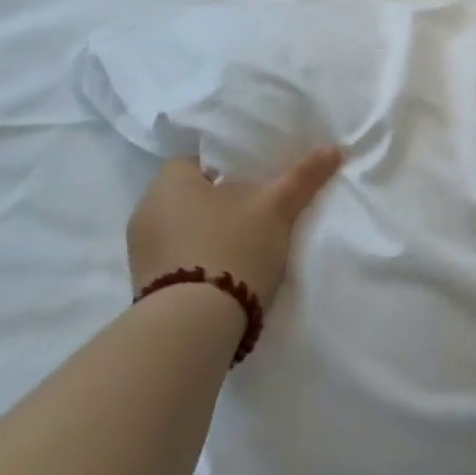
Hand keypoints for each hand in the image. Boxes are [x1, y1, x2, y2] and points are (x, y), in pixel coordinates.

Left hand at [128, 148, 342, 312]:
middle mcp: (146, 210)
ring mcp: (142, 251)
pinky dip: (203, 259)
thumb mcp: (276, 208)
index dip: (229, 166)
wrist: (195, 324)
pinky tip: (231, 270)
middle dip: (223, 201)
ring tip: (250, 243)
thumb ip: (302, 177)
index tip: (257, 180)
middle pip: (192, 195)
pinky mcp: (147, 284)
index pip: (198, 160)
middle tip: (261, 210)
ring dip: (212, 233)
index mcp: (168, 182)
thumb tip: (333, 149)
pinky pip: (180, 258)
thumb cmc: (233, 248)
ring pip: (186, 228)